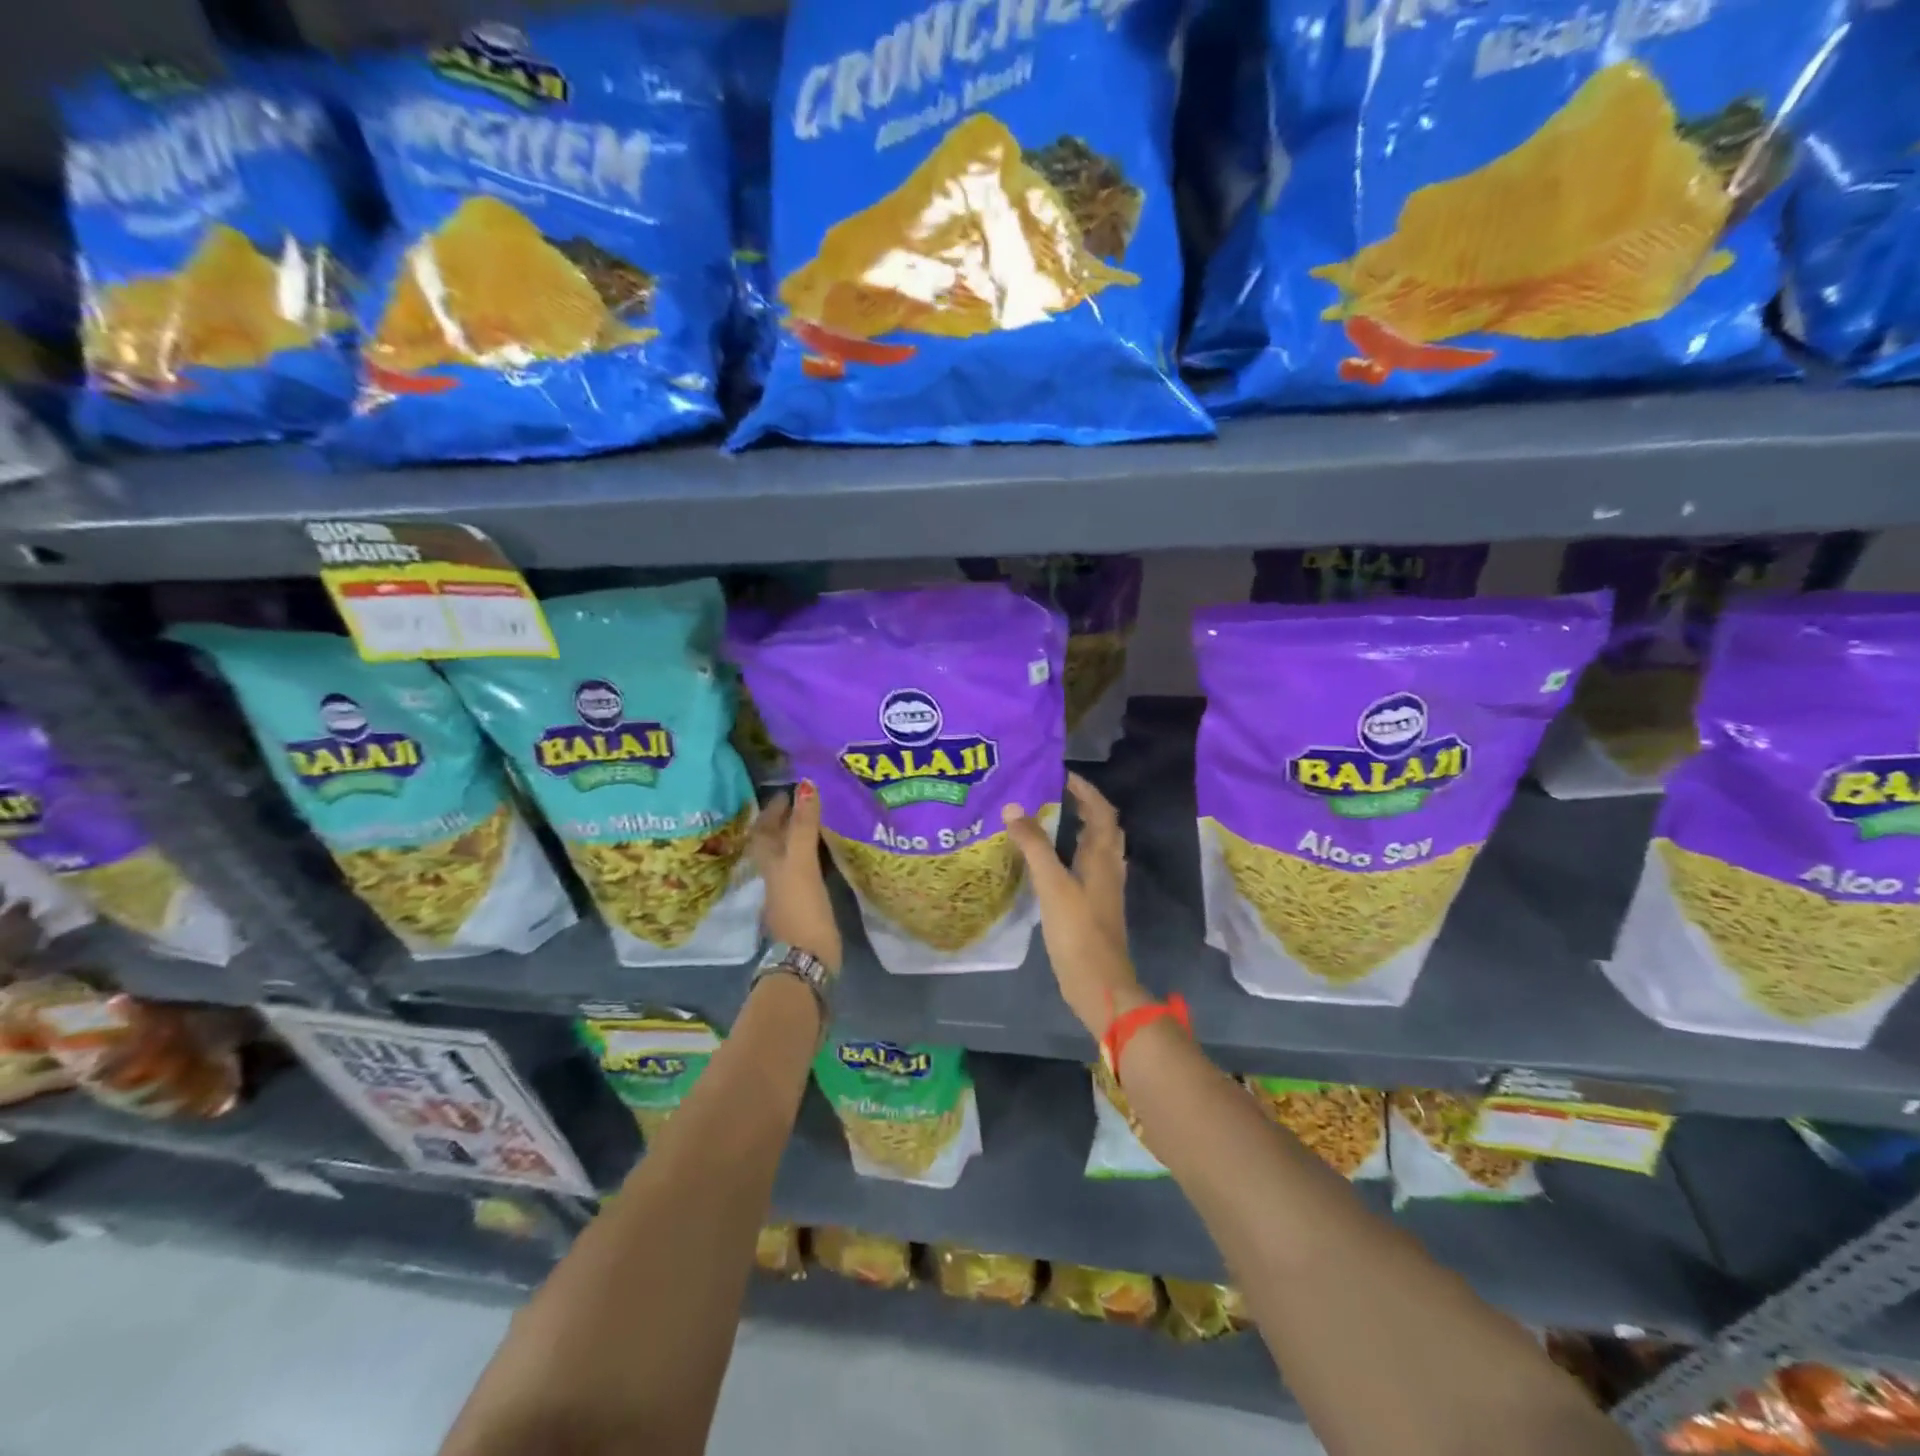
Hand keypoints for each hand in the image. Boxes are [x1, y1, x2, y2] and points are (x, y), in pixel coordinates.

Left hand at [750, 781, 842, 971]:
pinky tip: (829, 855)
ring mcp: (790, 891)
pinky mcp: (806, 904)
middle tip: (806, 802)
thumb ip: (803, 826)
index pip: (764, 828)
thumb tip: (805, 785)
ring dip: (800, 838)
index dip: (773, 809)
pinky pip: (807, 871)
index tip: (789, 790)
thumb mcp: (801, 863)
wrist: (807, 959)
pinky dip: (814, 858)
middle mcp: (775, 874)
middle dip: (786, 821)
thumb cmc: (801, 908)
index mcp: (769, 862)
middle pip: (775, 842)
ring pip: (790, 856)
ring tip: (819, 821)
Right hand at [1000, 772, 1146, 1038]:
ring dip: (1078, 828)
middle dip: (1084, 806)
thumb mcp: (1052, 885)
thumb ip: (1033, 846)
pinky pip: (1085, 867)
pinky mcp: (1093, 906)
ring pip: (1095, 848)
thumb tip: (1014, 807)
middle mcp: (1108, 868)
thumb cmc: (1078, 931)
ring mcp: (1103, 889)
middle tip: (1054, 793)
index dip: (1086, 790)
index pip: (1101, 811)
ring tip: (1048, 819)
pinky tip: (1048, 861)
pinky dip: (1070, 853)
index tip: (1061, 775)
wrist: (1099, 984)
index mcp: (1102, 857)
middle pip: (1103, 827)